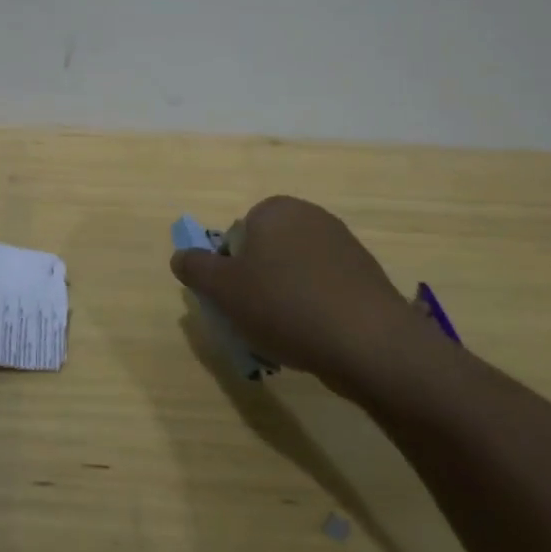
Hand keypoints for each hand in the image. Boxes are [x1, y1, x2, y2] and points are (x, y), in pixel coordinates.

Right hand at [170, 196, 429, 396]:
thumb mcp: (224, 290)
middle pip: (267, 252)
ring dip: (286, 299)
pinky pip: (326, 289)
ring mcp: (344, 244)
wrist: (369, 342)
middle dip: (258, 284)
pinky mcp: (367, 275)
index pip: (237, 236)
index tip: (234, 302)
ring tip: (287, 337)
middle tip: (255, 321)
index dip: (230, 271)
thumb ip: (195, 268)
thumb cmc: (285, 306)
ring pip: (296, 273)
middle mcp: (310, 216)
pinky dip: (316, 309)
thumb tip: (180, 256)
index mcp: (275, 209)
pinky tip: (316, 339)